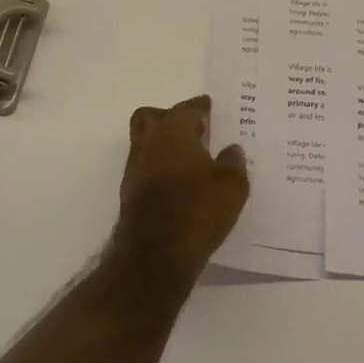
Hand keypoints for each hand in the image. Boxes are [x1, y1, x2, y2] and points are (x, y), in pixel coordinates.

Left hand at [109, 96, 248, 282]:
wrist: (155, 255)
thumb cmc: (197, 210)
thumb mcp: (231, 185)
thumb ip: (234, 161)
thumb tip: (232, 149)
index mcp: (173, 130)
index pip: (186, 108)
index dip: (200, 107)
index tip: (210, 107)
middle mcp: (149, 142)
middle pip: (152, 116)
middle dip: (170, 117)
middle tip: (193, 129)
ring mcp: (135, 167)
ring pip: (145, 142)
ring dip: (163, 144)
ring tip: (189, 158)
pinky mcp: (130, 193)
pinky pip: (145, 167)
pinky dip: (159, 167)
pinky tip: (178, 183)